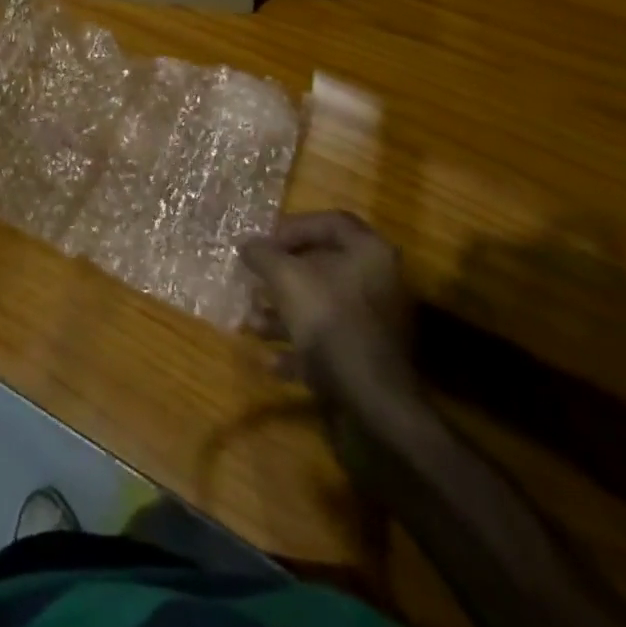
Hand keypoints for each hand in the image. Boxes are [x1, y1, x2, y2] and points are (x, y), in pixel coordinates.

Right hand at [240, 211, 418, 405]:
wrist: (374, 404)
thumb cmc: (330, 321)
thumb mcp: (285, 278)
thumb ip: (263, 255)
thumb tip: (247, 244)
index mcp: (369, 252)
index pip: (329, 222)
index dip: (292, 228)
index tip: (264, 244)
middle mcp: (379, 283)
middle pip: (323, 267)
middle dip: (281, 276)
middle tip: (254, 281)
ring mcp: (376, 324)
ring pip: (322, 307)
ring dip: (284, 314)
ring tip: (252, 324)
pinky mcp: (369, 360)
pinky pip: (329, 343)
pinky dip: (299, 348)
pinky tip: (271, 361)